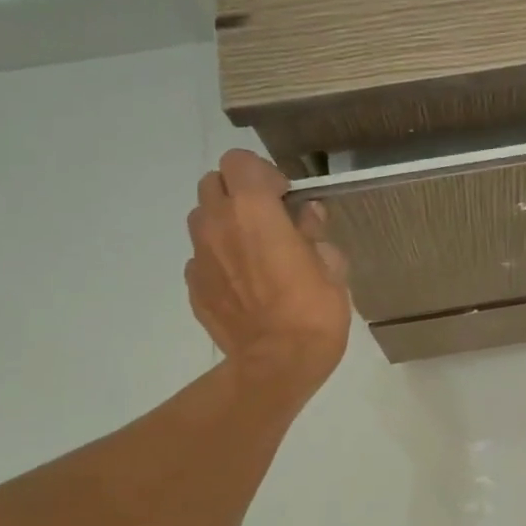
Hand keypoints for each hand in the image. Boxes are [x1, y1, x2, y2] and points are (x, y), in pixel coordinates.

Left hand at [186, 150, 350, 399]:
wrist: (277, 364)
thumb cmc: (313, 311)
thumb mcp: (331, 268)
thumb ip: (315, 234)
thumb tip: (308, 217)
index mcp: (253, 210)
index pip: (239, 161)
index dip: (263, 173)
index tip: (285, 197)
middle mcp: (217, 224)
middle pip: (212, 183)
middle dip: (237, 192)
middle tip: (266, 219)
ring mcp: (199, 256)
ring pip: (201, 219)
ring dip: (224, 224)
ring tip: (251, 251)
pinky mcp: (194, 286)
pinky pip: (202, 259)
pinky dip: (219, 260)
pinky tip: (243, 284)